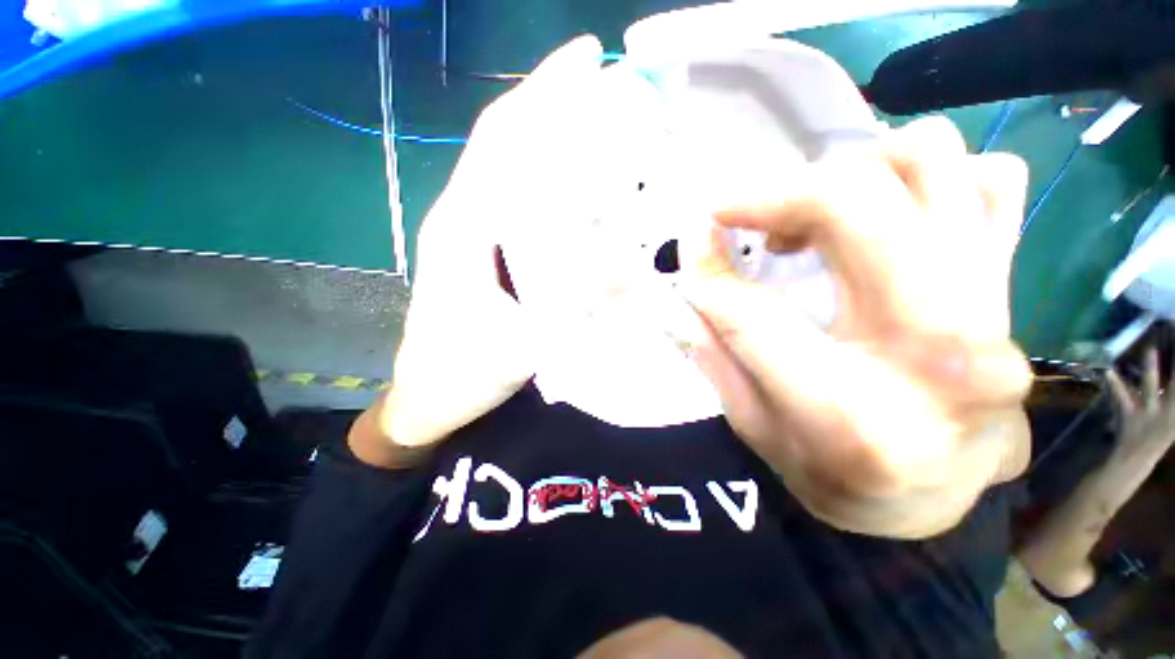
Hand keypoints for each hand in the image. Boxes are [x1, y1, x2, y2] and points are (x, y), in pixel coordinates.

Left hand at [366, 36, 607, 456]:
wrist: (430, 396)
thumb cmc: (463, 372)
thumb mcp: (519, 346)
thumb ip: (570, 311)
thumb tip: (627, 271)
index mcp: (464, 228)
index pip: (503, 140)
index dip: (544, 93)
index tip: (588, 56)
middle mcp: (465, 218)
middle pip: (509, 143)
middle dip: (555, 104)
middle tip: (611, 84)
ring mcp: (473, 234)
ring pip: (514, 171)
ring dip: (554, 139)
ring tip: (603, 122)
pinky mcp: (483, 253)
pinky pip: (520, 204)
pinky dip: (551, 183)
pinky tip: (580, 186)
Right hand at [680, 117, 1033, 537]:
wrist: (930, 496)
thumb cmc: (828, 473)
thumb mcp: (749, 422)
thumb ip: (713, 344)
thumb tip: (691, 264)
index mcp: (850, 412)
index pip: (753, 311)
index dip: (707, 267)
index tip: (692, 236)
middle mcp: (941, 349)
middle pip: (857, 203)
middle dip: (776, 196)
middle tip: (742, 216)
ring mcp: (995, 307)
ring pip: (931, 163)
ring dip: (847, 173)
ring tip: (809, 219)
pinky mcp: (1012, 286)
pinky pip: (989, 181)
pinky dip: (926, 177)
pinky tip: (878, 218)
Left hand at [1106, 343, 1174, 461]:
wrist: (1134, 461)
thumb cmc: (1156, 435)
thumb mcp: (1172, 421)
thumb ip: (1171, 399)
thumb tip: (1165, 366)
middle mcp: (1168, 412)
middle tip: (1174, 340)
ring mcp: (1147, 413)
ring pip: (1150, 386)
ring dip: (1151, 368)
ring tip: (1150, 349)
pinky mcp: (1129, 415)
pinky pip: (1121, 397)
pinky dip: (1115, 385)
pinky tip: (1108, 372)